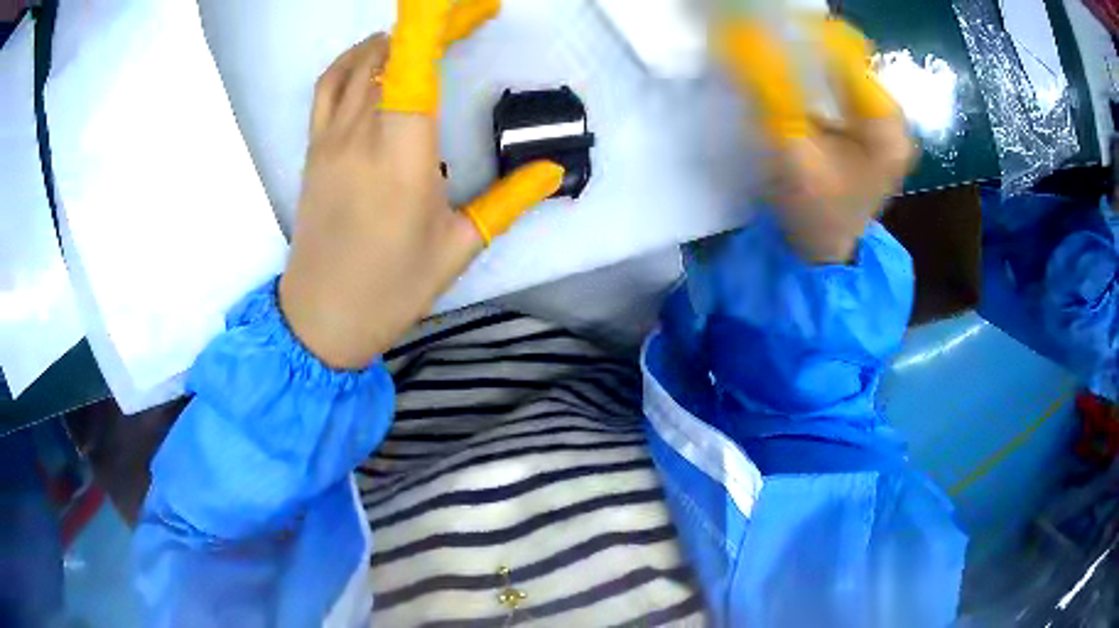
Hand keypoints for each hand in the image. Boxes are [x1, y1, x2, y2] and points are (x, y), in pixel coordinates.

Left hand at [279, 0, 562, 368]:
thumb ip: (508, 201)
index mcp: (403, 155)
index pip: (414, 63)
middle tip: (474, 18)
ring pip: (361, 61)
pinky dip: (355, 58)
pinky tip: (376, 57)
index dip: (437, 20)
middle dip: (436, 24)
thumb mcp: (458, 248)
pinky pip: (329, 83)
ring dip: (399, 38)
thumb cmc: (391, 289)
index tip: (472, 5)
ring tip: (431, 37)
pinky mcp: (314, 148)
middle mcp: (362, 134)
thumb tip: (551, 170)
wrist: (320, 317)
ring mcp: (331, 138)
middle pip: (394, 51)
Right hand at [718, 17, 914, 262]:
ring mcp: (886, 125)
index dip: (803, 34)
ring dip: (809, 58)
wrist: (823, 252)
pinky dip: (817, 76)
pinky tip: (795, 78)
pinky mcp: (874, 130)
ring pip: (845, 69)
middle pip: (848, 59)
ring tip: (775, 53)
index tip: (764, 25)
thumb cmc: (811, 210)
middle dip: (805, 45)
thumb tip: (743, 35)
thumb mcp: (788, 148)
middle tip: (766, 38)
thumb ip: (770, 90)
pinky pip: (845, 86)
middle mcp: (895, 119)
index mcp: (886, 126)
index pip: (845, 54)